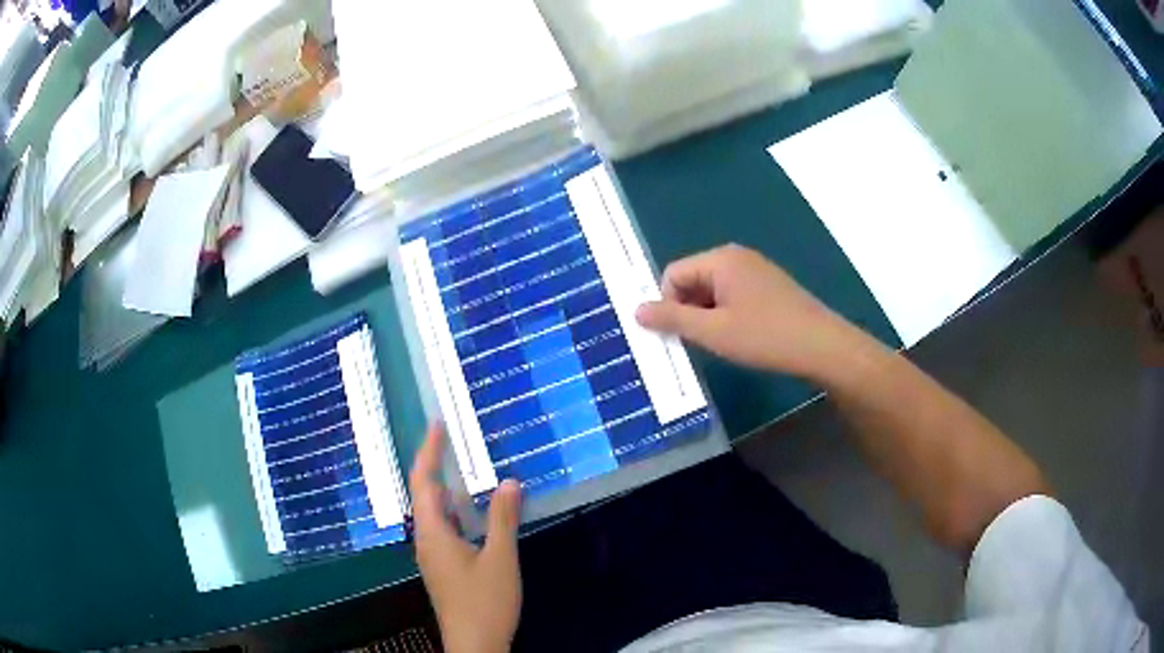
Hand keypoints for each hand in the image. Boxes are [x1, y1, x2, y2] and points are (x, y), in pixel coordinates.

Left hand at [409, 424, 522, 652]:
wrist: (474, 645)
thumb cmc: (485, 602)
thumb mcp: (500, 559)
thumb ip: (503, 519)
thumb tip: (509, 482)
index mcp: (433, 533)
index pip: (423, 482)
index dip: (429, 451)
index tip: (436, 424)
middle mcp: (426, 539)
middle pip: (423, 494)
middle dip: (433, 464)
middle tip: (450, 438)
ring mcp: (432, 555)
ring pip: (433, 512)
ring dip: (444, 488)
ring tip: (461, 466)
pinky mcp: (442, 567)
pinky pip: (442, 527)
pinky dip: (454, 510)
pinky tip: (472, 512)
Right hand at [636, 244, 874, 381]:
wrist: (822, 346)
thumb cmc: (765, 336)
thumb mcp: (713, 331)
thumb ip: (672, 319)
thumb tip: (636, 310)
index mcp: (720, 259)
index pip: (672, 274)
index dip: (667, 305)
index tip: (678, 335)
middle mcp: (736, 257)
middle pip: (692, 279)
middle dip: (687, 310)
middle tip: (698, 342)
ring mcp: (756, 270)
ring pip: (712, 291)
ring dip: (707, 316)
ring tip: (721, 343)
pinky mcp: (769, 287)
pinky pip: (733, 295)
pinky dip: (726, 315)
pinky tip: (740, 337)